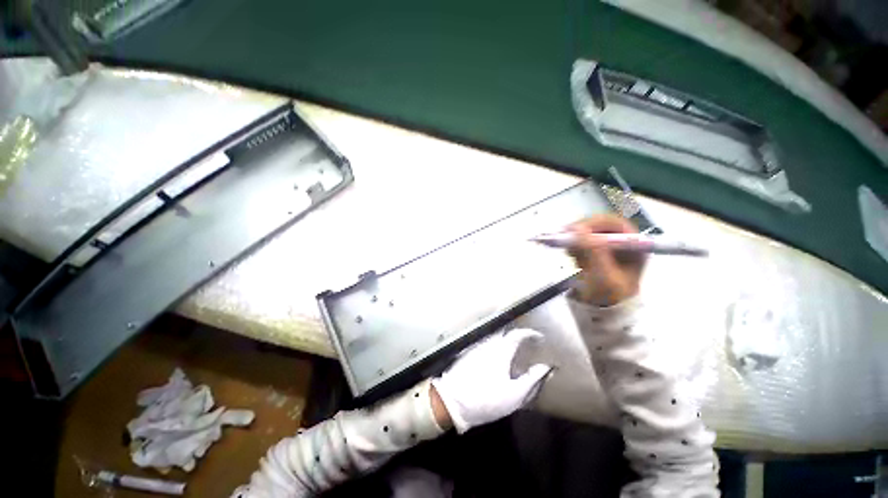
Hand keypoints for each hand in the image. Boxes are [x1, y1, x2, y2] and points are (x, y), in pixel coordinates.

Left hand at [431, 329, 551, 433]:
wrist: (453, 402)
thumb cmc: (486, 399)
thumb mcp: (514, 395)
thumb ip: (531, 379)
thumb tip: (545, 366)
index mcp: (501, 351)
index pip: (517, 334)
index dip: (529, 333)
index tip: (539, 337)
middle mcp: (488, 343)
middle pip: (504, 331)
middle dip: (516, 332)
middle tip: (527, 341)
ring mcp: (477, 346)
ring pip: (494, 336)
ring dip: (505, 337)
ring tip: (515, 348)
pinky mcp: (469, 352)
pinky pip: (486, 342)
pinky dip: (496, 343)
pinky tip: (498, 355)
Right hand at [567, 215, 646, 305]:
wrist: (602, 313)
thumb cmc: (609, 297)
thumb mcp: (603, 275)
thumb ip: (593, 251)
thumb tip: (577, 229)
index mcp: (633, 246)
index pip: (614, 223)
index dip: (593, 223)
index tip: (574, 229)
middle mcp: (620, 242)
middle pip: (598, 226)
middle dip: (580, 231)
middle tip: (563, 237)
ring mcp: (606, 247)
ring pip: (586, 233)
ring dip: (575, 239)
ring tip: (569, 252)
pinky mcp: (593, 252)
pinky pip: (580, 241)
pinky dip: (573, 245)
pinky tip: (572, 256)